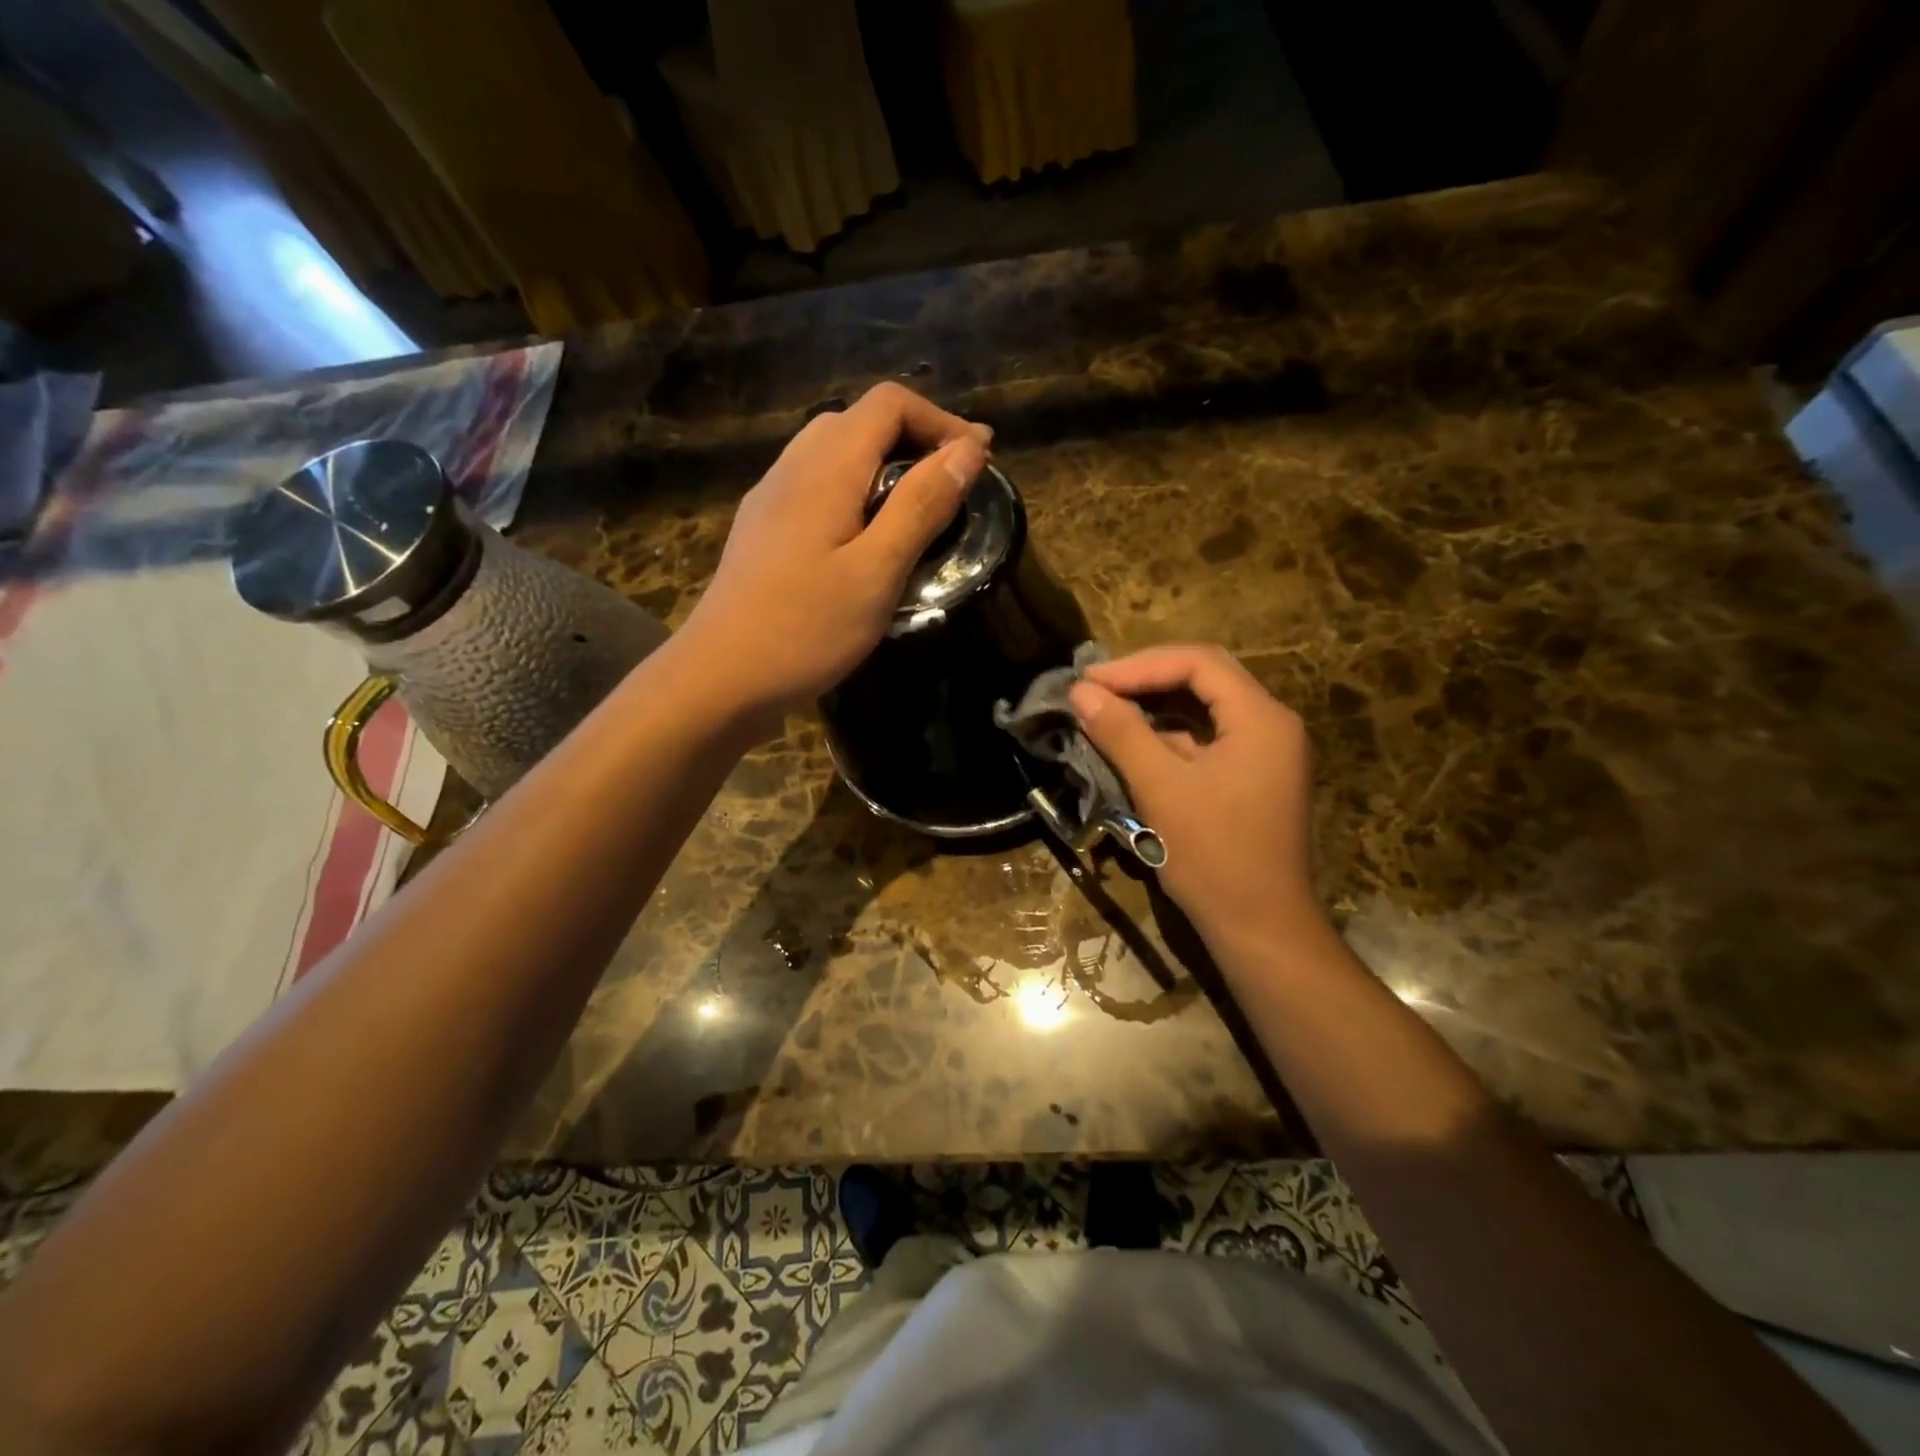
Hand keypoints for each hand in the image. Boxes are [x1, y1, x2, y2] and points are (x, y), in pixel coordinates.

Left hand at [682, 383, 990, 729]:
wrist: (720, 678)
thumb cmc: (805, 629)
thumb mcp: (877, 571)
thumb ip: (921, 506)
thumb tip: (968, 450)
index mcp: (825, 468)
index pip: (888, 404)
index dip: (941, 421)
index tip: (980, 458)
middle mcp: (792, 468)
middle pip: (859, 421)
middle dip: (914, 439)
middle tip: (952, 484)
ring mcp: (770, 499)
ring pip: (833, 452)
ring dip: (883, 465)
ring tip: (917, 509)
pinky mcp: (762, 530)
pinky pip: (815, 486)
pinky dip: (854, 491)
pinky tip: (865, 537)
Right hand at [1069, 644, 1324, 955]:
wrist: (1261, 928)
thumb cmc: (1214, 855)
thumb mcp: (1161, 788)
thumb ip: (1121, 732)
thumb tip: (1081, 691)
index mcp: (1261, 718)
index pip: (1198, 662)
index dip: (1139, 665)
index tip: (1091, 680)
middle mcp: (1270, 725)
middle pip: (1203, 679)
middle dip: (1145, 680)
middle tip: (1094, 688)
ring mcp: (1264, 754)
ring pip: (1202, 711)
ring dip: (1153, 709)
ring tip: (1104, 712)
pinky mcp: (1251, 779)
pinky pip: (1206, 742)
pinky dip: (1167, 739)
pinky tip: (1130, 747)